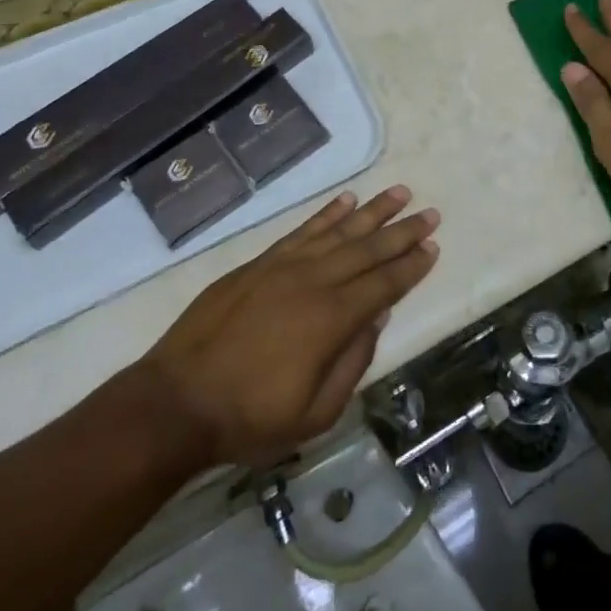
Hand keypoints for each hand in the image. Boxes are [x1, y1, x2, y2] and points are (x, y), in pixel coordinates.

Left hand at [140, 187, 439, 465]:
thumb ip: (352, 364)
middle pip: (368, 249)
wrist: (177, 401)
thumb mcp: (313, 415)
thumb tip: (376, 319)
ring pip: (339, 230)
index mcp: (332, 320)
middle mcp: (314, 281)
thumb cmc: (249, 418)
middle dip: (403, 231)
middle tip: (430, 213)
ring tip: (399, 192)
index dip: (411, 266)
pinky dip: (327, 213)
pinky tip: (346, 199)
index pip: (384, 284)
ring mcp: (285, 266)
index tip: (433, 247)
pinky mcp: (260, 262)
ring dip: (373, 211)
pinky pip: (302, 230)